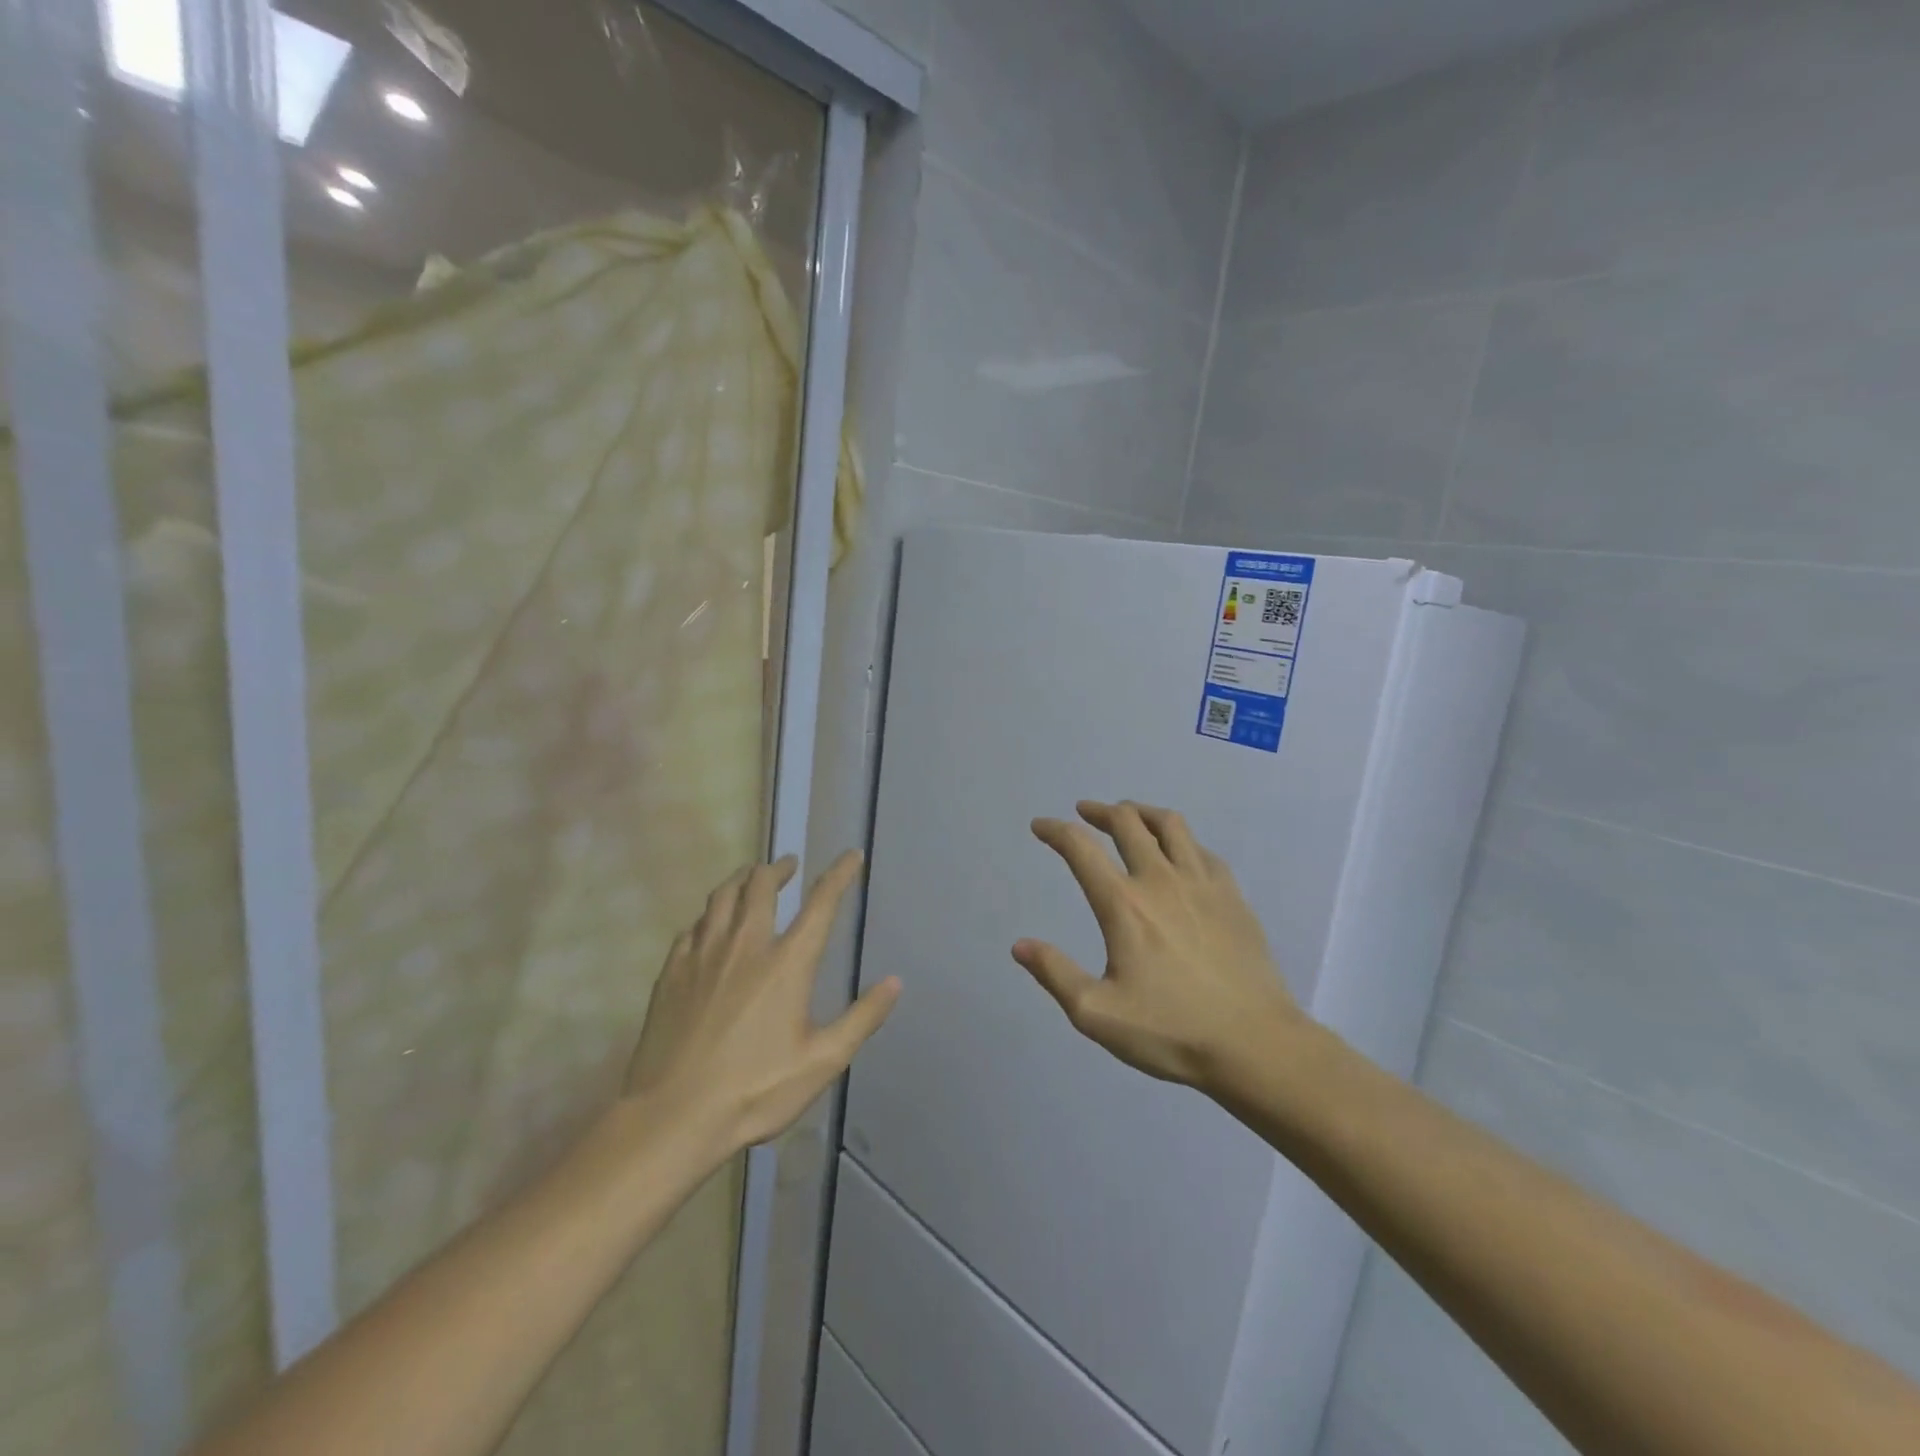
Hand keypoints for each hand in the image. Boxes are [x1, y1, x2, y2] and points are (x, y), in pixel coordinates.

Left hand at [626, 851, 900, 1152]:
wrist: (672, 1117)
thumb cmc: (754, 1091)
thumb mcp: (822, 1062)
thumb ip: (862, 1018)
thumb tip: (895, 981)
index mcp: (787, 963)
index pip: (820, 903)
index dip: (839, 875)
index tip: (850, 855)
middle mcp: (745, 946)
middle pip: (761, 886)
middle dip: (778, 868)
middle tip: (788, 865)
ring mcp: (703, 955)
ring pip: (722, 896)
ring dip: (741, 879)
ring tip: (750, 877)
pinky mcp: (671, 972)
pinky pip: (693, 926)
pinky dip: (709, 914)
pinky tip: (709, 923)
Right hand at [1013, 801, 1305, 1090]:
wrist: (1255, 1044)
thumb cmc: (1171, 1031)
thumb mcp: (1097, 1014)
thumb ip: (1055, 974)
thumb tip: (1020, 945)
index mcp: (1123, 904)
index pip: (1081, 849)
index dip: (1055, 831)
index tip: (1040, 826)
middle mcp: (1160, 880)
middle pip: (1126, 822)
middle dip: (1099, 811)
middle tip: (1084, 814)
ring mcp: (1202, 883)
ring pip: (1170, 824)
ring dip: (1141, 813)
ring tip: (1129, 817)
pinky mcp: (1232, 895)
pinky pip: (1202, 849)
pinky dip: (1180, 840)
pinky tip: (1178, 853)